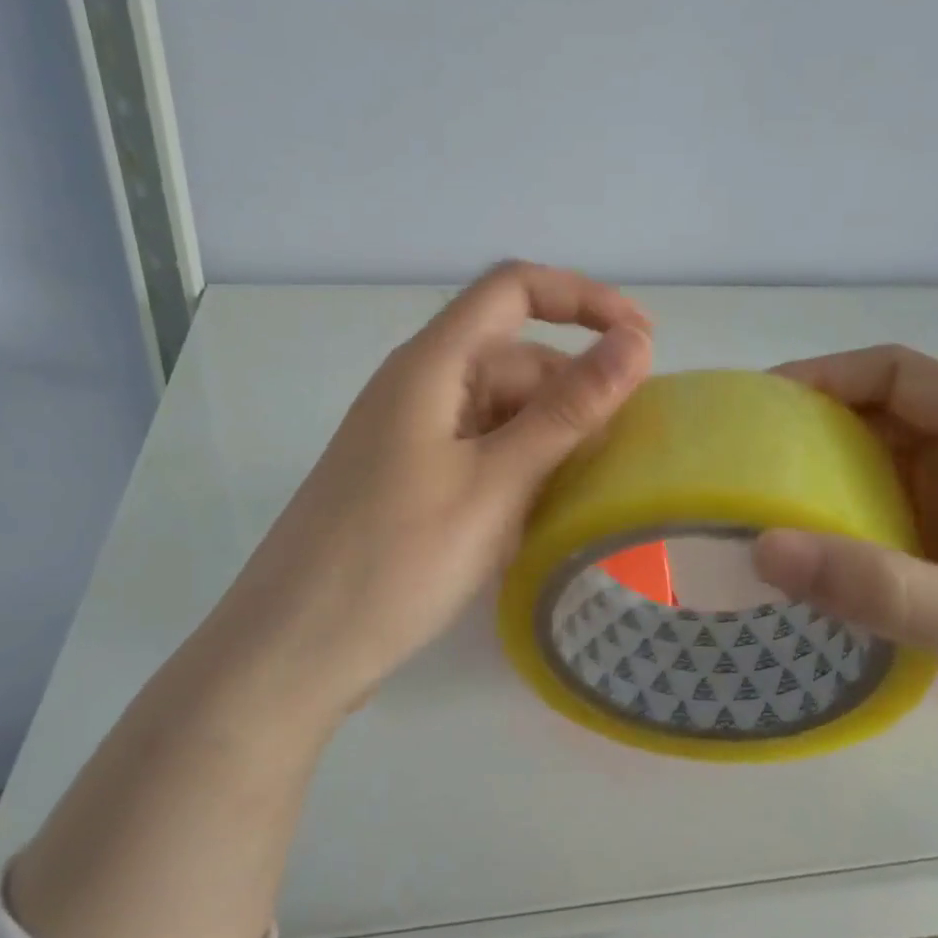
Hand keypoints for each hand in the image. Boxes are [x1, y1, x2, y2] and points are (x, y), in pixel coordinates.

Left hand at [211, 261, 653, 716]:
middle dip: (574, 392)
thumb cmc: (396, 559)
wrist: (294, 648)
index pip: (514, 290)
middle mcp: (418, 388)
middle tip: (626, 452)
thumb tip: (636, 342)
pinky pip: (480, 452)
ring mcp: (410, 437)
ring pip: (500, 411)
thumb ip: (568, 411)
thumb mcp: (496, 483)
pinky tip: (542, 516)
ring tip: (591, 492)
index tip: (643, 341)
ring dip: (550, 438)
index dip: (583, 299)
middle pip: (513, 359)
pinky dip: (519, 470)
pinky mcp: (409, 480)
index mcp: (432, 365)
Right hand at [751, 345, 937, 816]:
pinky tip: (810, 566)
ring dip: (826, 489)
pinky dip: (848, 538)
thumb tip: (761, 550)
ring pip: (886, 479)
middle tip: (739, 465)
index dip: (826, 376)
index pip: (902, 376)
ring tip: (757, 511)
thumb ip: (876, 587)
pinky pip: (894, 531)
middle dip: (813, 435)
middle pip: (886, 422)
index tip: (756, 406)